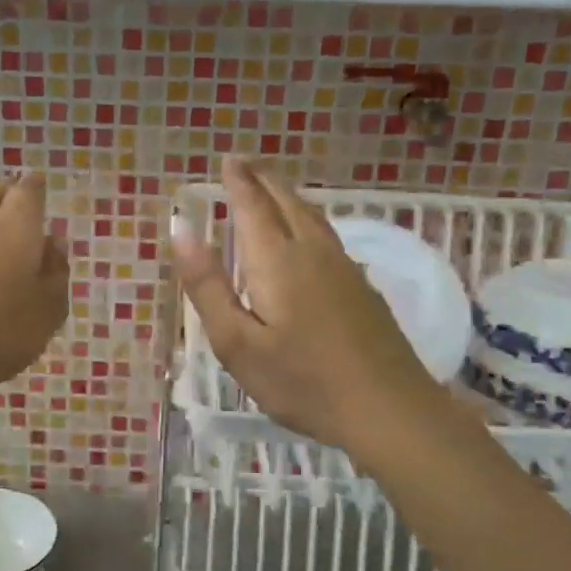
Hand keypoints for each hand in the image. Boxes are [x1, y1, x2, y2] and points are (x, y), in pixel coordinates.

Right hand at [172, 156, 435, 457]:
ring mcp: (345, 269)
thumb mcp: (237, 342)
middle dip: (264, 181)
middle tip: (245, 165)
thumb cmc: (302, 381)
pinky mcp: (363, 289)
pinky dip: (308, 220)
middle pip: (287, 203)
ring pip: (313, 217)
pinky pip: (328, 236)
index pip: (253, 206)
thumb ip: (208, 285)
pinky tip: (309, 235)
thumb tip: (181, 229)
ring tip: (272, 189)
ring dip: (288, 197)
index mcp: (278, 260)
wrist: (388, 410)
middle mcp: (313, 252)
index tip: (228, 160)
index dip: (239, 182)